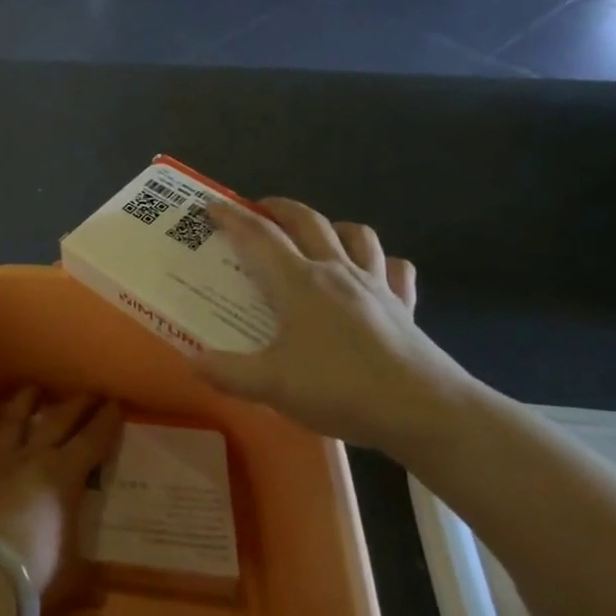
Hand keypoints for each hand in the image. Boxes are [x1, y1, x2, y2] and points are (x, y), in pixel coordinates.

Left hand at [0, 389, 121, 613]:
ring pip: (13, 420)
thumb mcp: (70, 580)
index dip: (105, 422)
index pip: (91, 441)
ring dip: (25, 402)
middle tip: (88, 393)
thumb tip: (100, 591)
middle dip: (76, 405)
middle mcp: (31, 458)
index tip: (115, 404)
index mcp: (63, 477)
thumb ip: (86, 580)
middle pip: (56, 421)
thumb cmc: (33, 574)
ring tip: (33, 390)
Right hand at [196, 198, 472, 456]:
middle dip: (279, 208)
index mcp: (299, 282)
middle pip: (307, 221)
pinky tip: (373, 273)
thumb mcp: (271, 386)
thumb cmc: (341, 388)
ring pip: (356, 234)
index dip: (231, 217)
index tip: (210, 206)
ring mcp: (376, 285)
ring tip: (316, 236)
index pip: (258, 236)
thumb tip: (191, 359)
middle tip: (258, 210)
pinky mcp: (404, 306)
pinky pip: (395, 269)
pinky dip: (381, 262)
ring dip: (332, 225)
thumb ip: (226, 371)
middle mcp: (336, 271)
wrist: (424, 410)